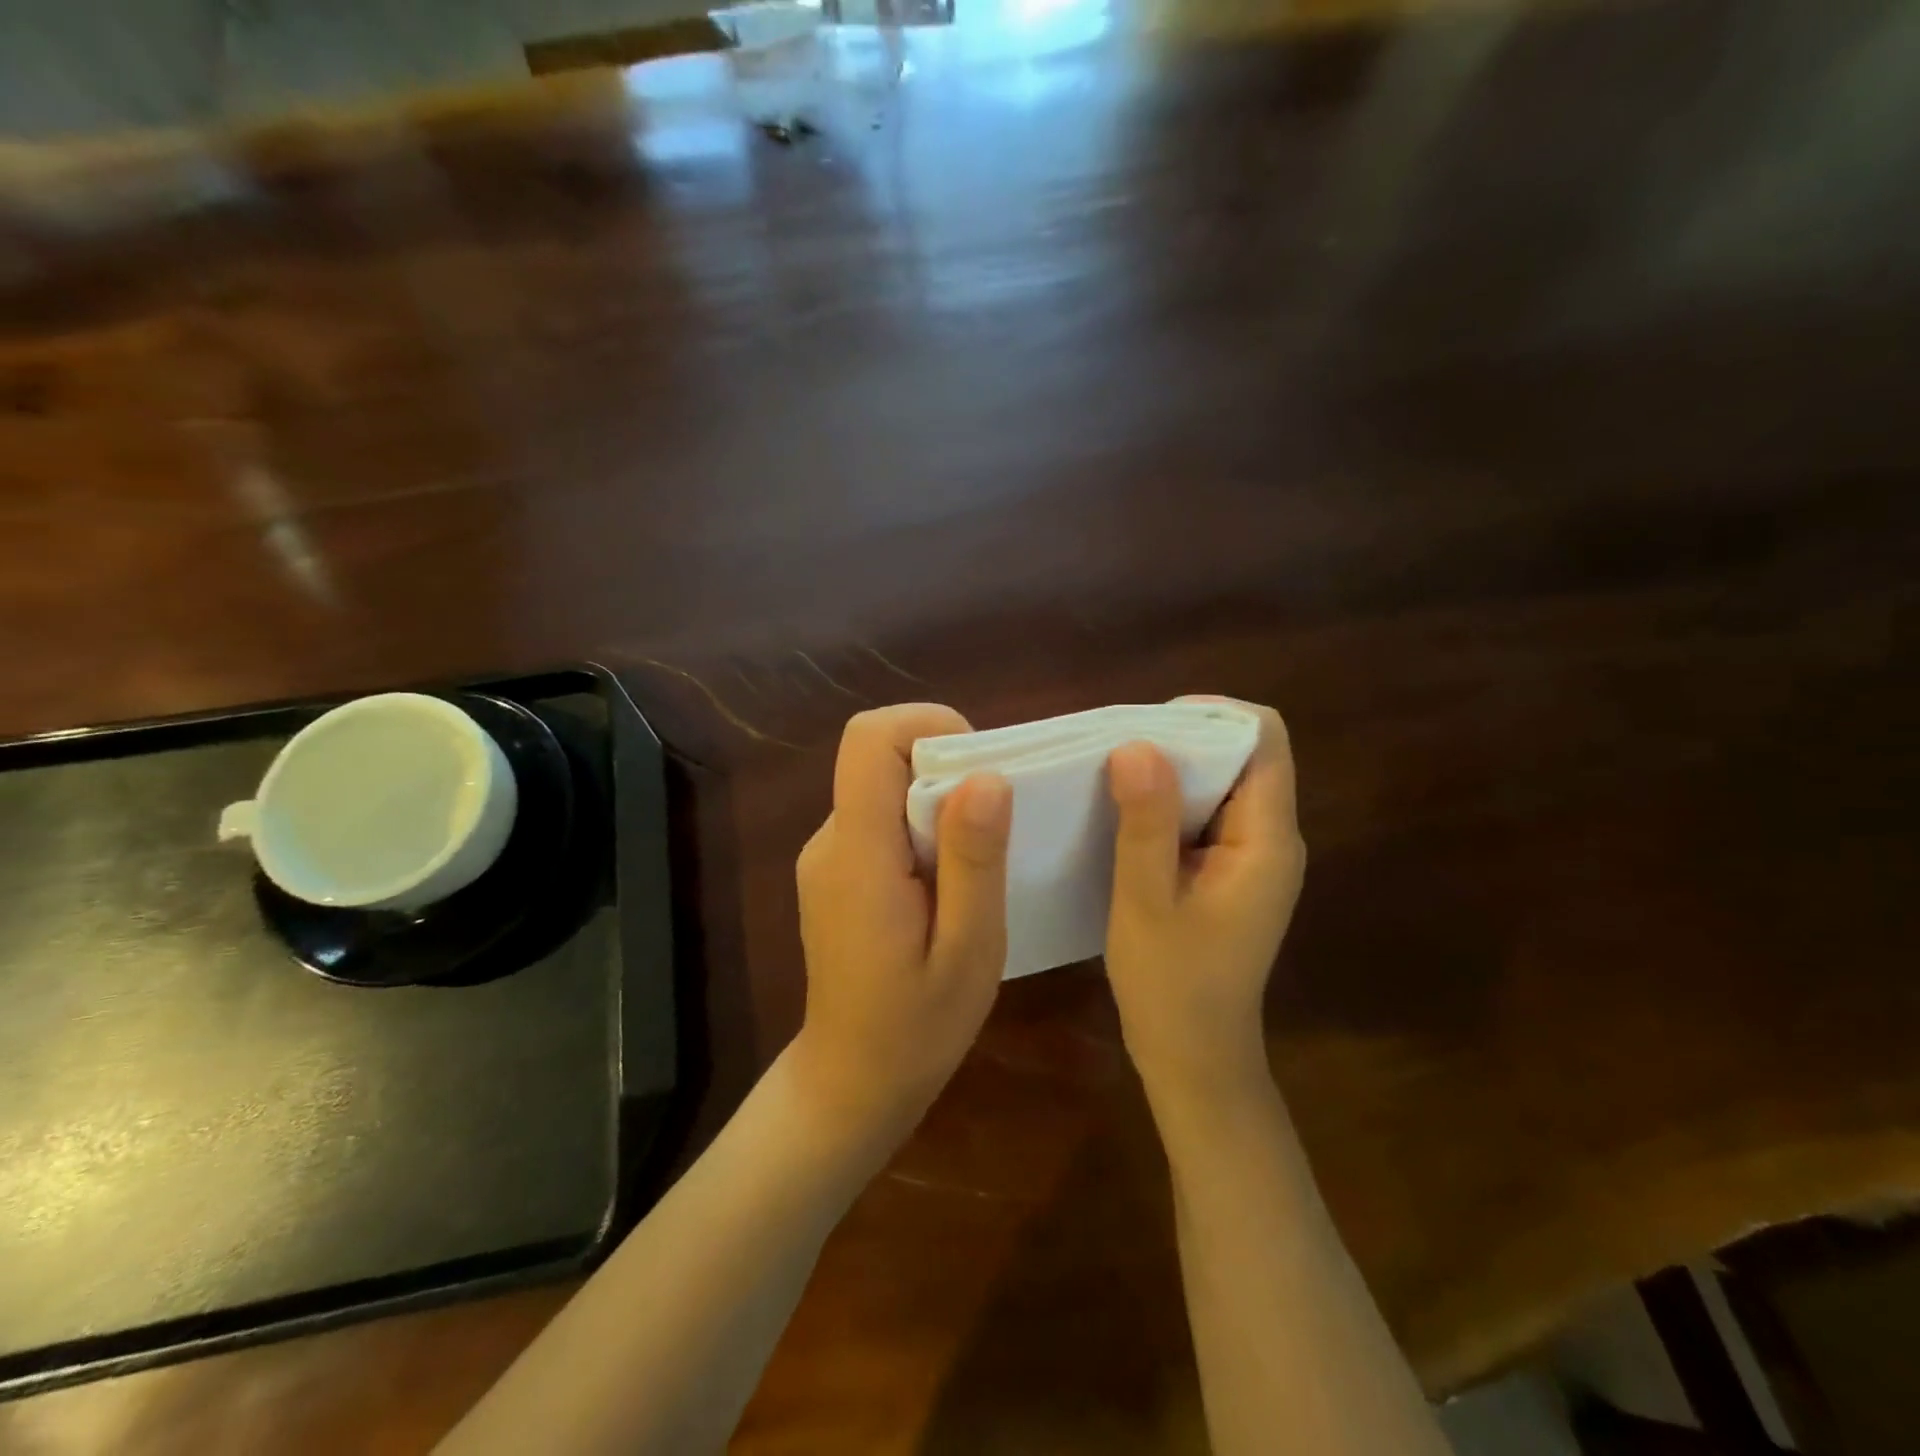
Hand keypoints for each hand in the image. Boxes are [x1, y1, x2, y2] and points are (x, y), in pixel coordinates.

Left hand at [791, 704, 1011, 1145]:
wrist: (852, 1082)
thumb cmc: (916, 1028)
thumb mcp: (969, 949)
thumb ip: (974, 860)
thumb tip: (986, 775)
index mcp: (857, 852)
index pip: (868, 739)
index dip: (926, 725)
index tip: (980, 767)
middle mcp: (831, 839)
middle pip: (879, 758)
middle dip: (945, 768)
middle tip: (995, 828)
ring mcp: (828, 856)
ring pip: (884, 788)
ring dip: (937, 804)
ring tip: (976, 866)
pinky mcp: (837, 872)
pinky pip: (881, 820)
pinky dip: (920, 829)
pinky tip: (947, 887)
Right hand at [1104, 700, 1304, 1103]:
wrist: (1195, 1058)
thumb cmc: (1171, 985)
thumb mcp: (1146, 901)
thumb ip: (1145, 822)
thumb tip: (1137, 743)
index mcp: (1267, 840)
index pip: (1263, 740)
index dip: (1212, 714)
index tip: (1150, 724)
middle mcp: (1271, 839)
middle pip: (1243, 755)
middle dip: (1184, 739)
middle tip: (1118, 749)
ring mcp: (1253, 857)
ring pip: (1221, 783)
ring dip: (1173, 770)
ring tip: (1113, 774)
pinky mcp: (1230, 872)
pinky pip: (1206, 814)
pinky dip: (1169, 801)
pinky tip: (1126, 812)